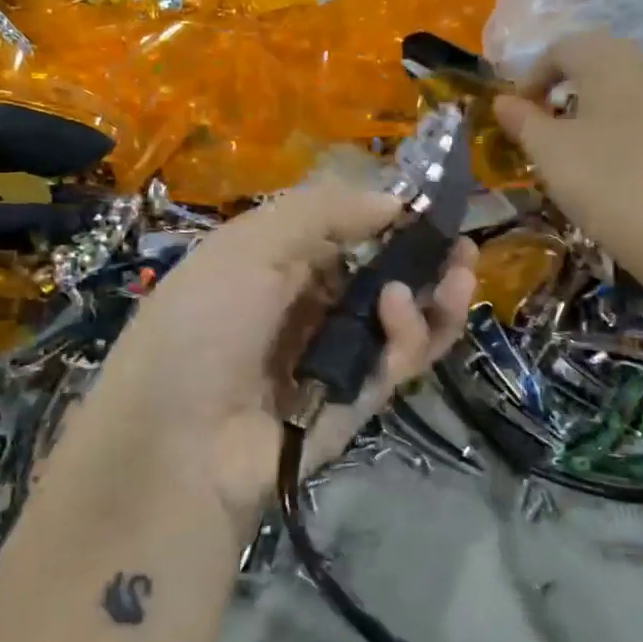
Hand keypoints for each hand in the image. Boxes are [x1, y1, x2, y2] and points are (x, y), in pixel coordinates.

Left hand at [64, 184, 476, 534]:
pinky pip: (401, 358)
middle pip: (385, 274)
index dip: (387, 215)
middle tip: (460, 242)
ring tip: (460, 268)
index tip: (426, 202)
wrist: (182, 443)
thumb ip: (323, 212)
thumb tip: (394, 199)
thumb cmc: (205, 323)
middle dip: (427, 255)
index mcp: (279, 264)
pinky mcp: (363, 396)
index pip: (347, 232)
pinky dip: (413, 330)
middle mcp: (312, 306)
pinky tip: (400, 308)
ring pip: (405, 318)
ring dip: (438, 292)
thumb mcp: (250, 247)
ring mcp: (340, 353)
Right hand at [494, 34, 642, 277]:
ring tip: (571, 143)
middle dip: (562, 85)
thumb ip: (522, 120)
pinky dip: (617, 125)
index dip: (531, 77)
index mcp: (608, 60)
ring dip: (590, 105)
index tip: (515, 114)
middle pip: (595, 60)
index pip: (561, 49)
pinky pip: (642, 113)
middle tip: (541, 121)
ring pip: (621, 87)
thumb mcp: (548, 151)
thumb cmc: (602, 180)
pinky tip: (608, 162)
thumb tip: (502, 101)